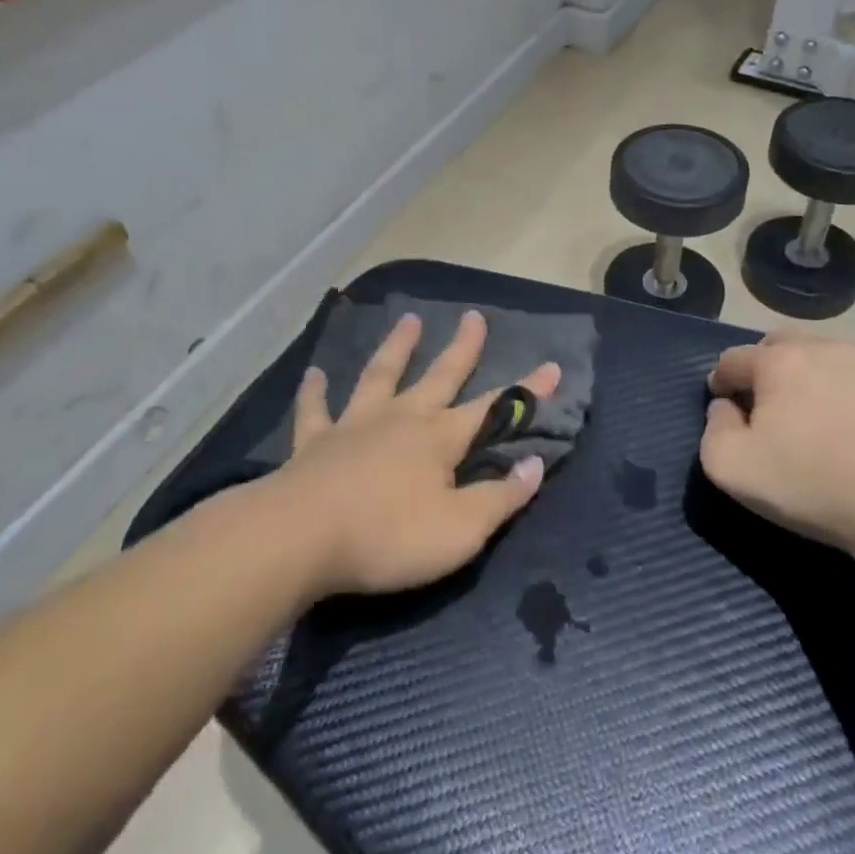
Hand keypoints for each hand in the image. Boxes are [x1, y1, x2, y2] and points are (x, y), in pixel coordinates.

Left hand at [269, 310, 560, 596]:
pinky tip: (314, 373)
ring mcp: (355, 425)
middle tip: (474, 316)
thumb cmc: (388, 537)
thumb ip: (500, 498)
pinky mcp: (315, 442)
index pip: (493, 409)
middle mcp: (401, 418)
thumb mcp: (460, 530)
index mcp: (440, 438)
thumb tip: (536, 465)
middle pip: (439, 375)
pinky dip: (315, 391)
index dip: (526, 391)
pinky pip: (315, 409)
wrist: (302, 538)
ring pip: (381, 375)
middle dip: (461, 348)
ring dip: (397, 347)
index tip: (552, 366)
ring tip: (409, 320)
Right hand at [700, 333, 854, 557]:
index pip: (734, 358)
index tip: (722, 400)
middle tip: (769, 400)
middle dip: (767, 365)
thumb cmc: (814, 483)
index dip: (721, 379)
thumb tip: (724, 409)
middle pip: (782, 344)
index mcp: (778, 362)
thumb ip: (714, 430)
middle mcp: (823, 347)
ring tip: (821, 413)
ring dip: (815, 375)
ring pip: (830, 356)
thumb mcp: (733, 469)